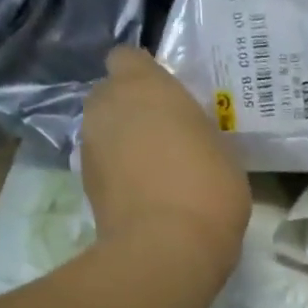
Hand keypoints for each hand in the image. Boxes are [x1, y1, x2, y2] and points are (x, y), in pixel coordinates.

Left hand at [81, 46, 251, 277]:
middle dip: (131, 110)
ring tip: (157, 173)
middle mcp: (106, 107)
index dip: (145, 76)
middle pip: (112, 96)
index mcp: (143, 86)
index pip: (128, 58)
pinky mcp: (85, 186)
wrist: (167, 249)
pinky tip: (146, 198)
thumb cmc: (207, 188)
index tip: (169, 99)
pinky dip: (119, 176)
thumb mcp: (222, 151)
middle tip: (166, 136)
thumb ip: (196, 132)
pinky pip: (104, 168)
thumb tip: (185, 138)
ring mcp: (90, 147)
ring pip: (104, 133)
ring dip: (123, 145)